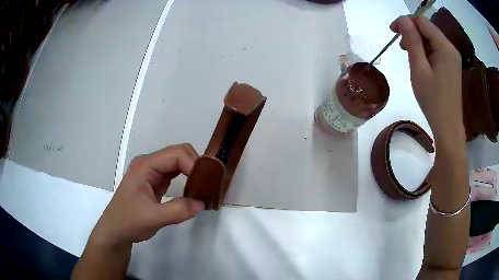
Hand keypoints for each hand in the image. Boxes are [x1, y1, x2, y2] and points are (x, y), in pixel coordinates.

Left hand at [90, 143, 204, 247]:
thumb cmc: (129, 221)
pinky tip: (194, 190)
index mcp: (145, 165)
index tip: (205, 184)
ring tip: (205, 186)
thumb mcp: (153, 218)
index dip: (193, 164)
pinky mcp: (155, 181)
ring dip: (193, 171)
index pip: (175, 154)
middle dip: (195, 165)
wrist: (116, 230)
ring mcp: (152, 172)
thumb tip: (202, 203)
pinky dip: (187, 178)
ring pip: (178, 162)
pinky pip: (175, 173)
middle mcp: (149, 163)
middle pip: (179, 153)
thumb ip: (178, 210)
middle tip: (208, 184)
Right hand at [390, 16, 463, 138]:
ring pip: (432, 39)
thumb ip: (412, 41)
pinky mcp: (452, 66)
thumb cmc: (433, 100)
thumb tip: (403, 20)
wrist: (448, 127)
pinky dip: (426, 52)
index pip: (422, 21)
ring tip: (410, 56)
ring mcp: (453, 58)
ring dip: (419, 43)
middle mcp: (451, 48)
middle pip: (428, 29)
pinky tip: (421, 63)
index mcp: (445, 47)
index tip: (393, 31)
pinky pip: (437, 50)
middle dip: (412, 32)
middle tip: (401, 47)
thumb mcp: (419, 69)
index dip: (406, 22)